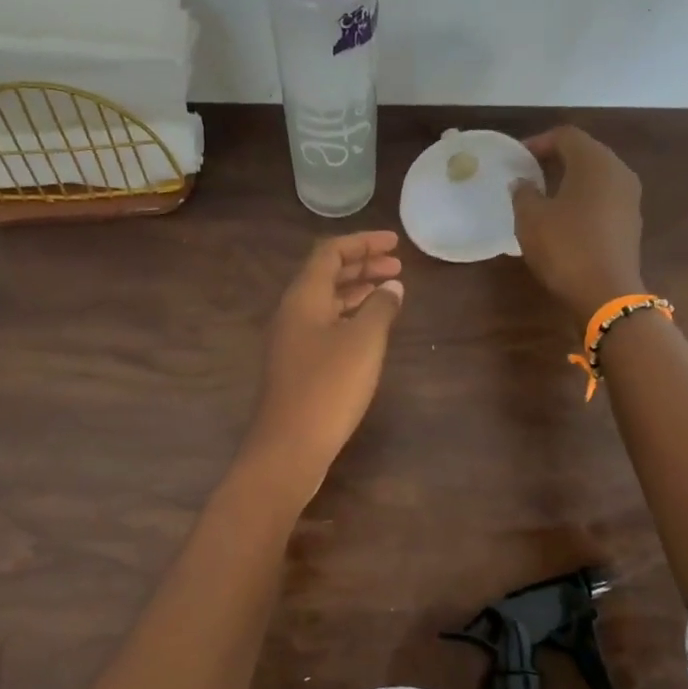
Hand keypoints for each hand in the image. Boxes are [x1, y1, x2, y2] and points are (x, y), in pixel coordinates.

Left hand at [244, 231, 403, 489]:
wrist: (289, 446)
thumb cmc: (329, 386)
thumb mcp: (364, 342)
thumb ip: (380, 308)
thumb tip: (392, 287)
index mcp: (303, 297)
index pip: (330, 252)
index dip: (363, 242)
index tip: (394, 243)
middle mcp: (292, 312)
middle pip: (326, 275)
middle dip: (362, 266)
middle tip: (398, 267)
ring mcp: (291, 339)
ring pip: (326, 301)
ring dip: (357, 291)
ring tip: (390, 292)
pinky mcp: (296, 364)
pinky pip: (325, 325)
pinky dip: (349, 316)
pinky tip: (369, 329)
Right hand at [511, 126, 644, 321]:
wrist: (607, 294)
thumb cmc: (565, 248)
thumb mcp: (531, 219)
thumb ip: (523, 193)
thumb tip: (522, 182)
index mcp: (595, 162)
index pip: (566, 135)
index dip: (538, 142)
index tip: (516, 158)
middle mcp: (618, 172)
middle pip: (585, 152)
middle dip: (555, 159)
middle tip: (528, 173)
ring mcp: (629, 198)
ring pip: (596, 176)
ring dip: (569, 179)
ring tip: (542, 195)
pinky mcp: (631, 221)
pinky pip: (603, 197)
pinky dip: (582, 198)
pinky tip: (563, 217)